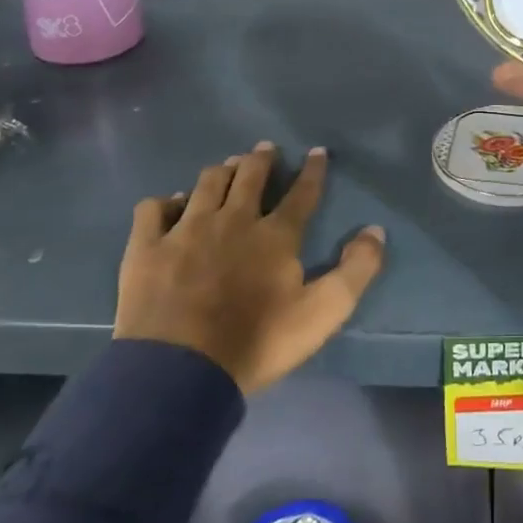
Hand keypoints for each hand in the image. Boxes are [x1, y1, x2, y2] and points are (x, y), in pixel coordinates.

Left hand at [114, 143, 385, 394]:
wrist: (178, 374)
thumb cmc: (256, 343)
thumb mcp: (322, 313)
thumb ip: (356, 270)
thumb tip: (375, 230)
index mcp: (275, 235)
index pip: (301, 193)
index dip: (312, 170)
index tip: (317, 152)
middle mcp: (233, 219)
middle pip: (250, 176)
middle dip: (261, 158)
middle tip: (266, 149)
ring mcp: (186, 230)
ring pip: (207, 183)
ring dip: (222, 171)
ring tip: (229, 166)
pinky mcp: (147, 248)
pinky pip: (154, 208)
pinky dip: (166, 202)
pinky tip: (172, 205)